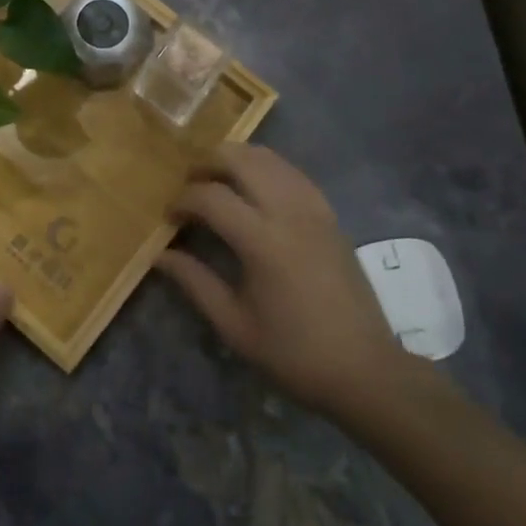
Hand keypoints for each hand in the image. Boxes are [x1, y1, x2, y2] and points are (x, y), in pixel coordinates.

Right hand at [156, 145, 429, 425]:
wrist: (364, 368)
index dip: (183, 200)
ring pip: (268, 158)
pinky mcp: (329, 213)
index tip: (170, 216)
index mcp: (262, 241)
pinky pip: (291, 172)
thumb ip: (195, 282)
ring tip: (218, 181)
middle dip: (207, 163)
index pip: (211, 197)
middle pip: (240, 159)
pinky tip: (254, 187)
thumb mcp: (235, 325)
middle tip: (190, 184)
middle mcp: (288, 212)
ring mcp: (313, 208)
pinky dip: (266, 168)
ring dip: (236, 159)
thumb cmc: (294, 353)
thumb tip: (160, 255)